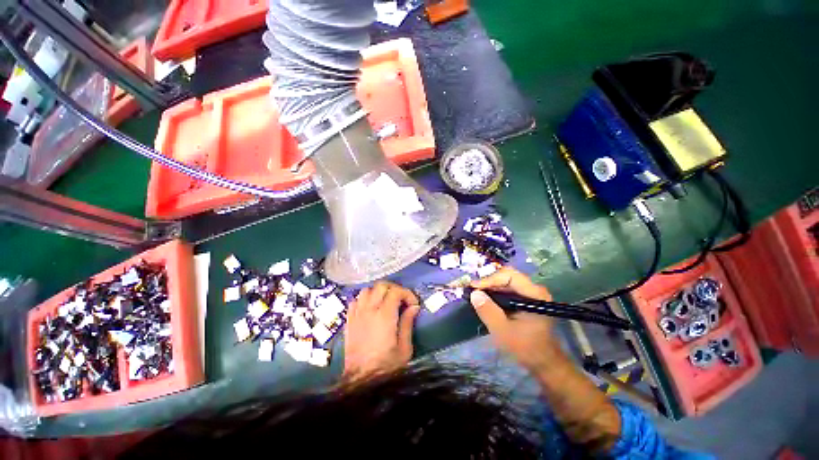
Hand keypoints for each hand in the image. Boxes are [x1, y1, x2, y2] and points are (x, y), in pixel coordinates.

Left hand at [343, 281, 420, 379]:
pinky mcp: (349, 320)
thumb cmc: (385, 367)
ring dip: (378, 292)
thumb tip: (414, 307)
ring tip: (385, 301)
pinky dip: (364, 299)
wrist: (360, 381)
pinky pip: (355, 300)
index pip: (396, 291)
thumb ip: (407, 324)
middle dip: (394, 289)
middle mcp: (370, 310)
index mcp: (385, 316)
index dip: (407, 294)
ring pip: (367, 290)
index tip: (413, 304)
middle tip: (401, 299)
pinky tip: (370, 308)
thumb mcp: (404, 349)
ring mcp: (357, 314)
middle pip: (381, 286)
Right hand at [469, 267, 557, 370]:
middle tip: (473, 290)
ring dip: (490, 286)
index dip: (490, 279)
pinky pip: (507, 288)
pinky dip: (495, 292)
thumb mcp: (503, 331)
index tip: (474, 288)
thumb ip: (488, 311)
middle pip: (507, 276)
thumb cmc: (525, 347)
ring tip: (476, 294)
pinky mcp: (526, 299)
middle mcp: (534, 289)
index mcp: (534, 294)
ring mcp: (531, 293)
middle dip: (488, 282)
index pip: (509, 276)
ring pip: (506, 281)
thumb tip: (474, 293)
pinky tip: (486, 299)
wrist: (543, 362)